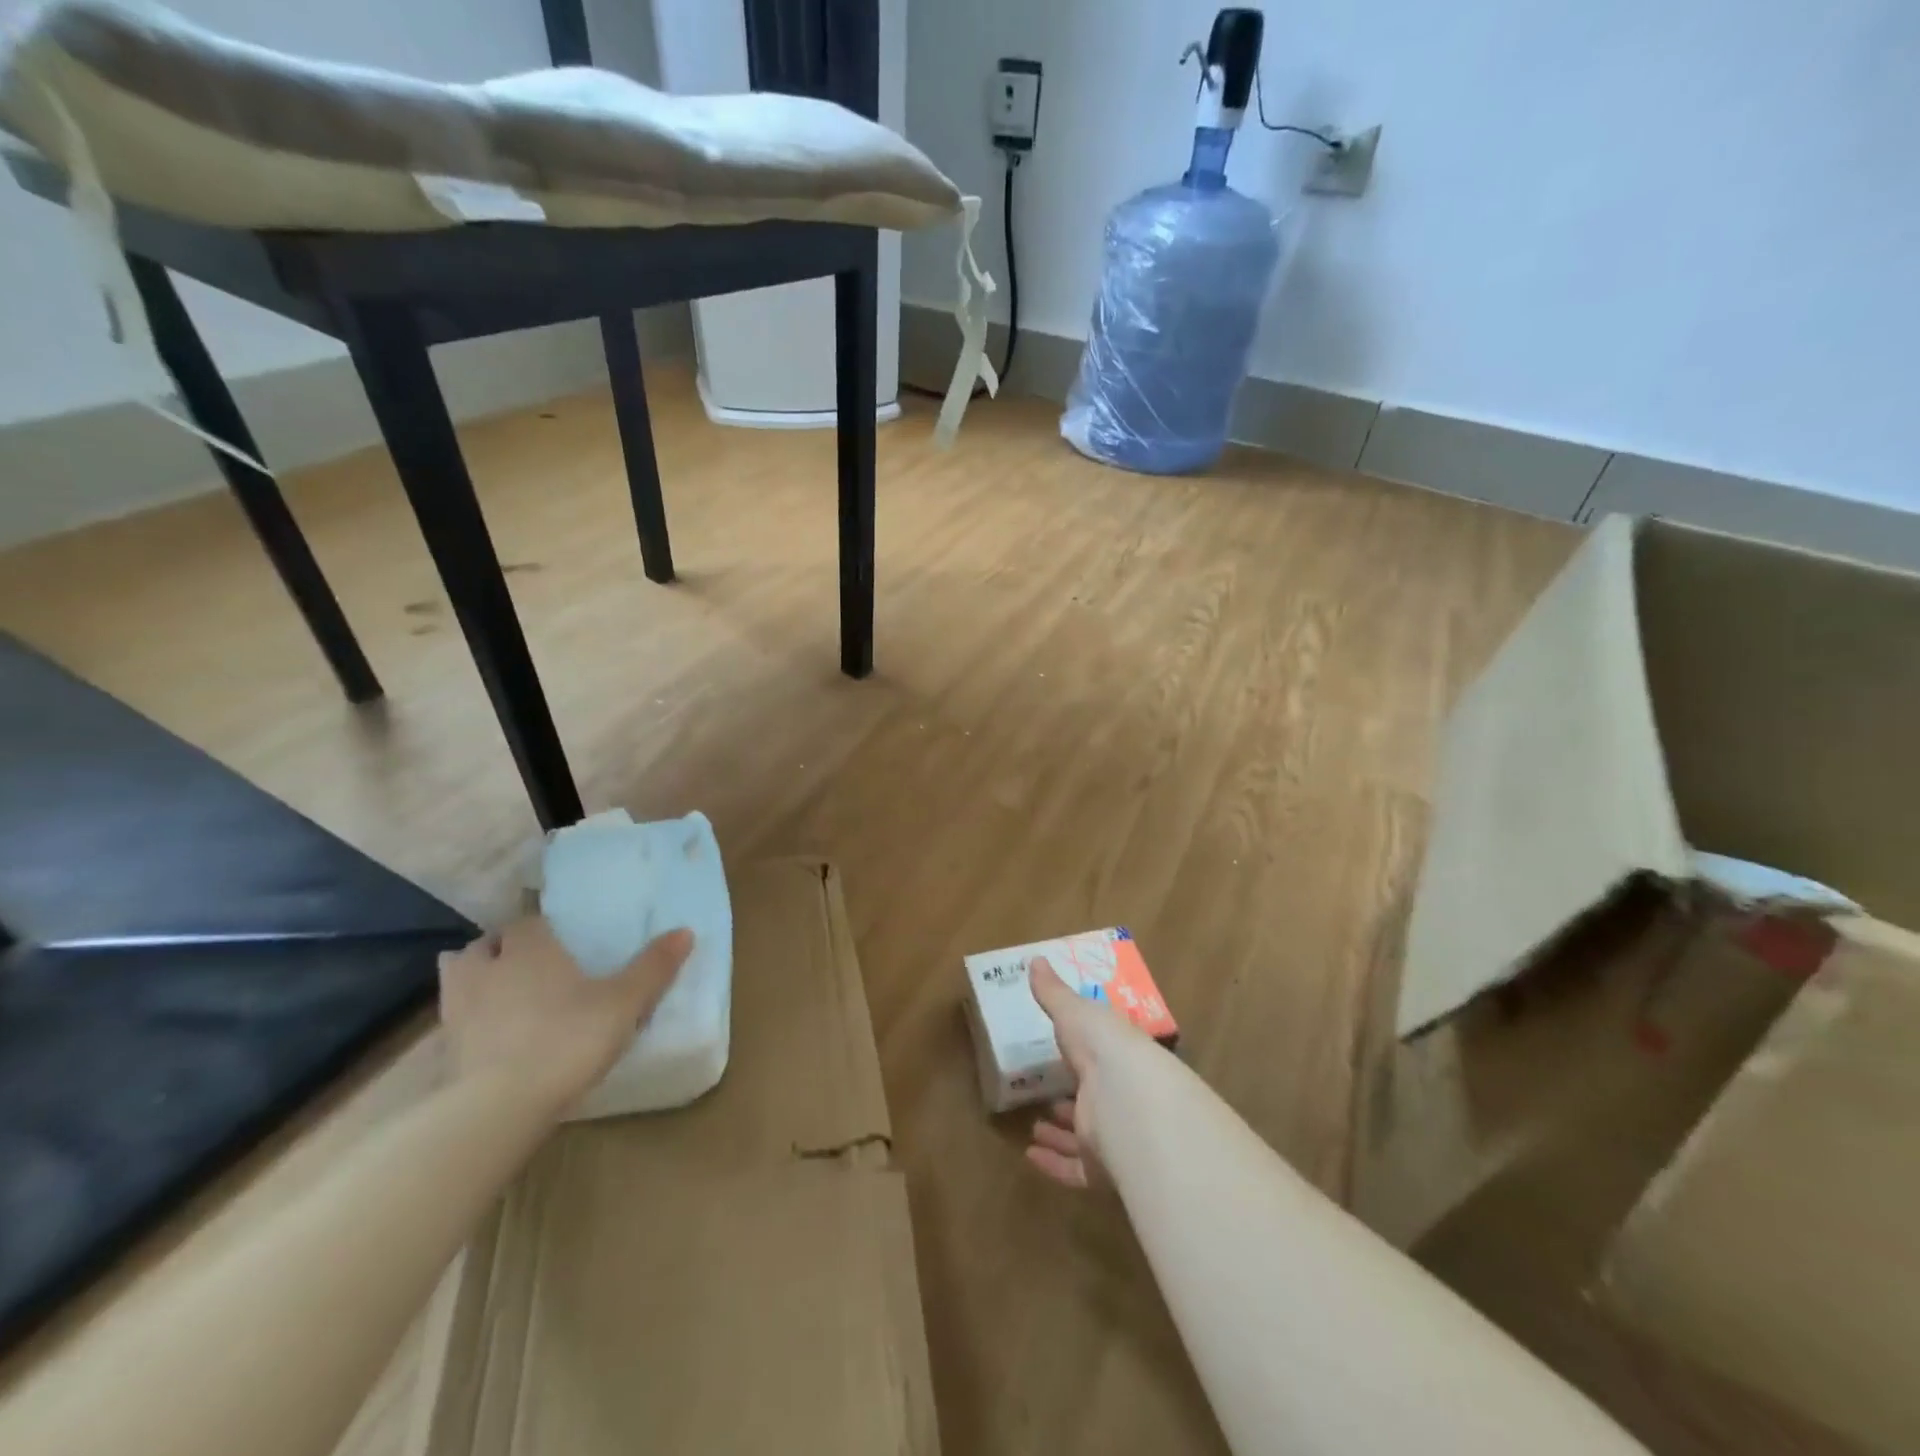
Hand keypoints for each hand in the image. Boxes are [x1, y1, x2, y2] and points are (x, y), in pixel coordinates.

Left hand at [437, 917, 693, 1116]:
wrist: (499, 1107)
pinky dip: (465, 1019)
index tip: (559, 940)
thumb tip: (685, 931)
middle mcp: (488, 969)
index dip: (541, 928)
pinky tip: (487, 1035)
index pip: (528, 923)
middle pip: (484, 945)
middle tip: (526, 962)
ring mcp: (458, 1009)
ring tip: (499, 992)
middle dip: (500, 948)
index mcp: (530, 949)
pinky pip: (452, 1019)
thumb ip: (653, 967)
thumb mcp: (624, 1003)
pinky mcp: (443, 1049)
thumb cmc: (567, 1039)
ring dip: (474, 977)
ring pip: (457, 976)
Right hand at [1024, 954, 1151, 1188]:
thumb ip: (1054, 992)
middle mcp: (1120, 1096)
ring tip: (1035, 1125)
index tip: (1062, 1051)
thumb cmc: (1104, 1047)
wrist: (1129, 1102)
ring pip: (1085, 1138)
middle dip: (1071, 1098)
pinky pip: (1076, 1171)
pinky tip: (1031, 1155)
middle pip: (1096, 1100)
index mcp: (1118, 1057)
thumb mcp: (1075, 1011)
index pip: (1104, 1056)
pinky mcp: (1103, 1169)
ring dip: (1060, 1133)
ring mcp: (1113, 1135)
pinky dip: (1054, 1165)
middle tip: (1047, 1096)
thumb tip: (1035, 959)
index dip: (1085, 1054)